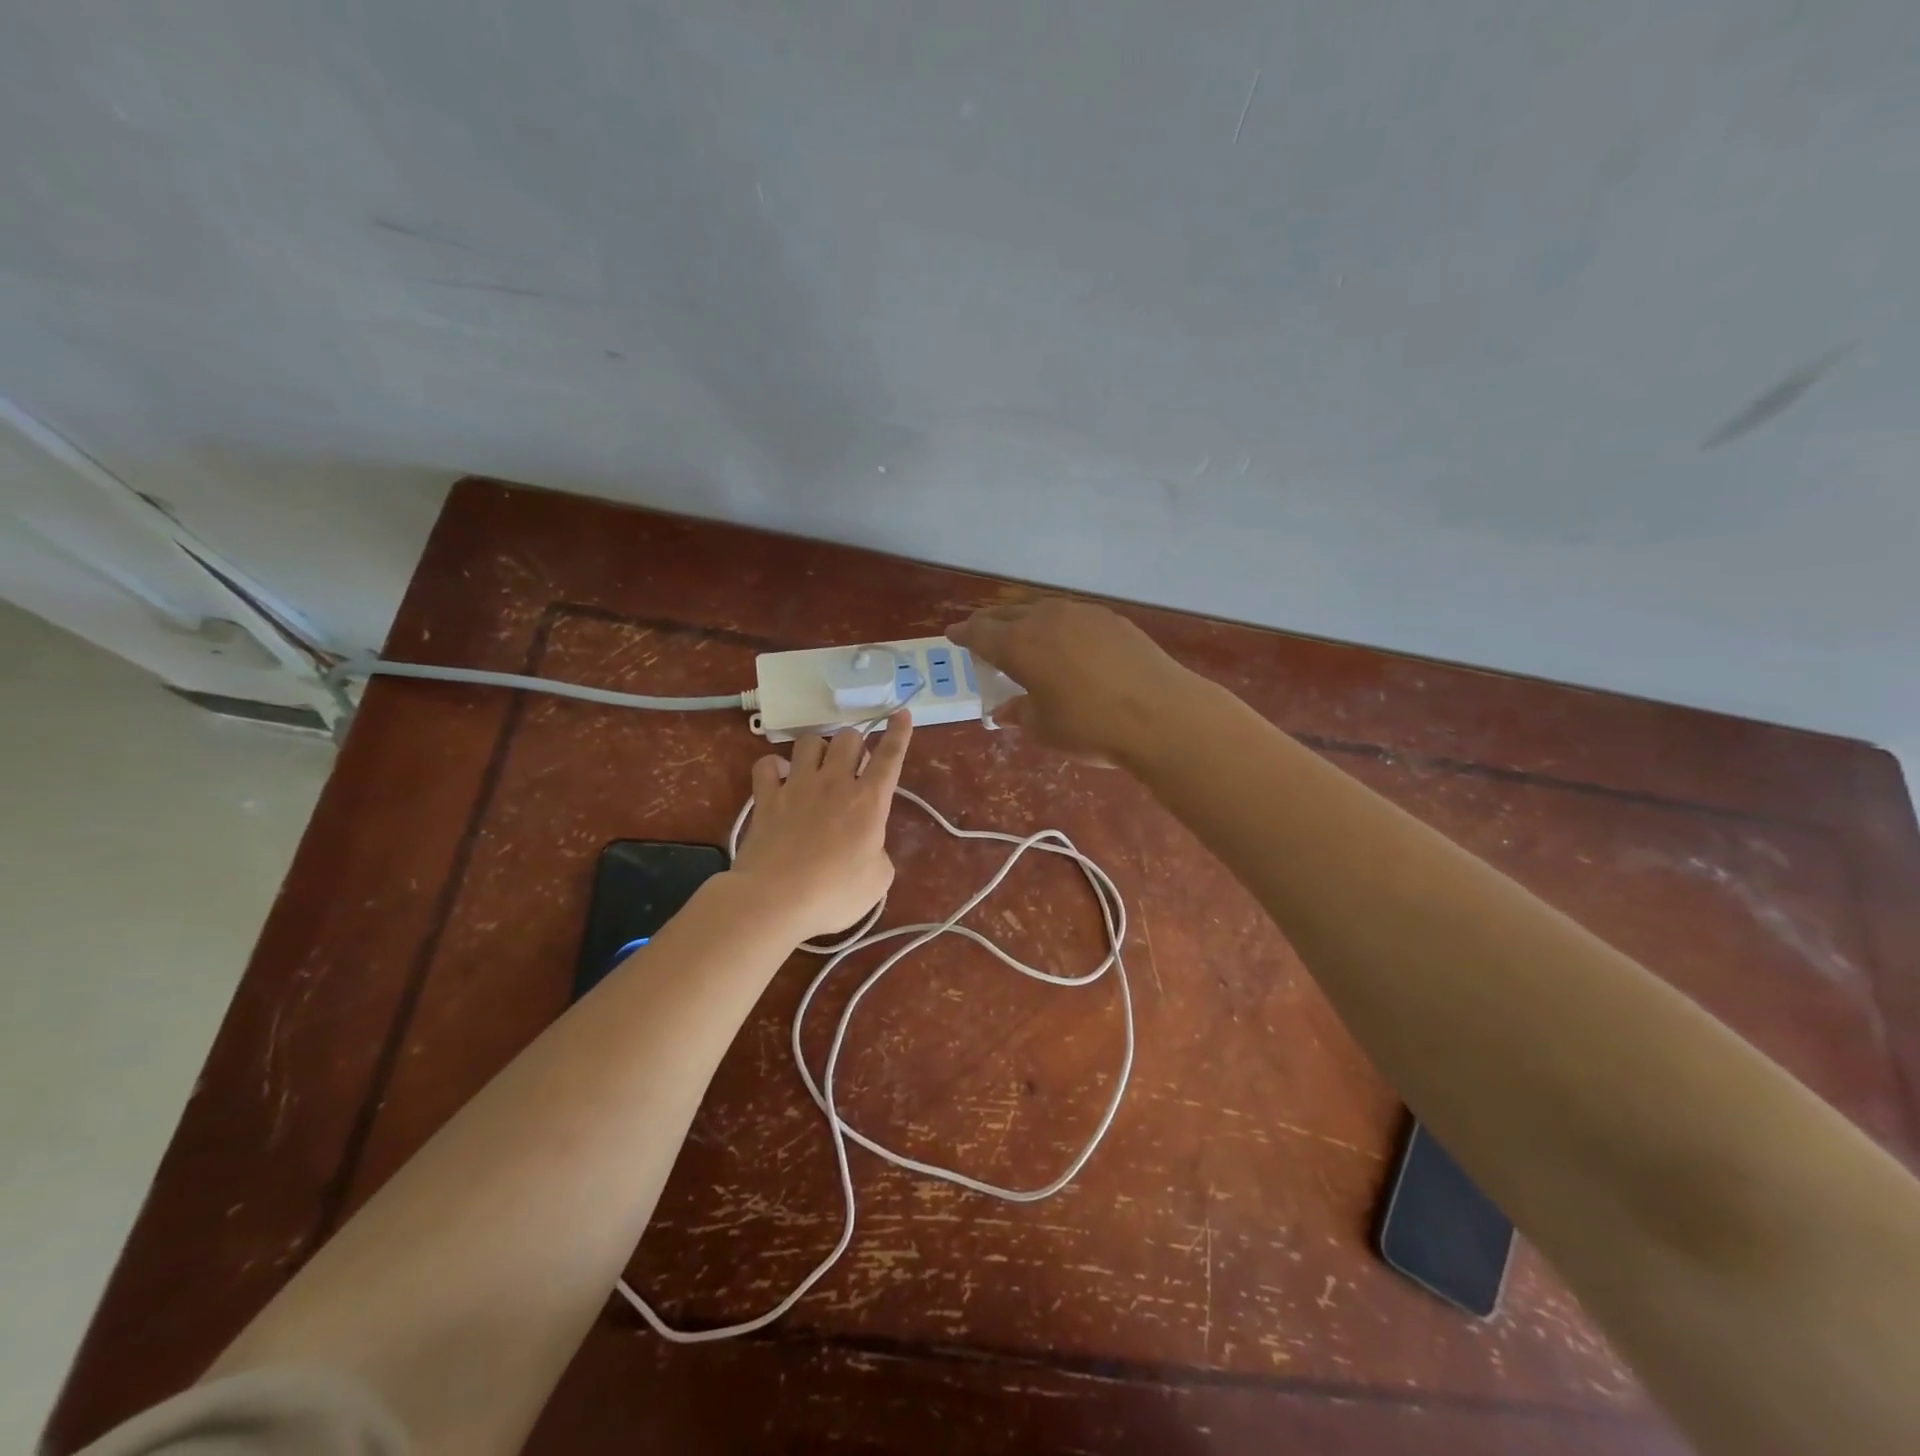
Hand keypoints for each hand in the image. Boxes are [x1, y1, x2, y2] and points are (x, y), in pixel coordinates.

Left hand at [731, 711, 912, 939]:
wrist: (775, 900)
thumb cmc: (834, 894)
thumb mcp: (878, 880)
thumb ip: (879, 852)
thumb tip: (869, 844)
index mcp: (869, 801)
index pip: (890, 757)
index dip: (898, 733)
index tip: (902, 713)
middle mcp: (834, 783)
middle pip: (849, 738)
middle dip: (855, 745)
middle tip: (854, 766)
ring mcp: (797, 786)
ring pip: (810, 741)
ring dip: (818, 749)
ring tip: (817, 767)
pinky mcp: (766, 796)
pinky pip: (767, 764)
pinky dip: (774, 767)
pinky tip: (779, 779)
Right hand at [948, 599, 1196, 764]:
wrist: (1161, 715)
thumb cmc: (1090, 727)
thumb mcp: (1044, 728)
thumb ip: (1020, 712)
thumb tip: (1005, 710)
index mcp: (1019, 644)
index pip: (980, 633)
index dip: (963, 634)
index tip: (953, 635)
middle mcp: (1046, 619)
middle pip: (1008, 614)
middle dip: (991, 624)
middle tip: (984, 636)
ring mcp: (1082, 614)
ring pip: (1042, 610)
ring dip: (1026, 622)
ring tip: (1025, 637)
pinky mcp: (1112, 618)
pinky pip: (1072, 616)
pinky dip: (1059, 626)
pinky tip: (1067, 644)